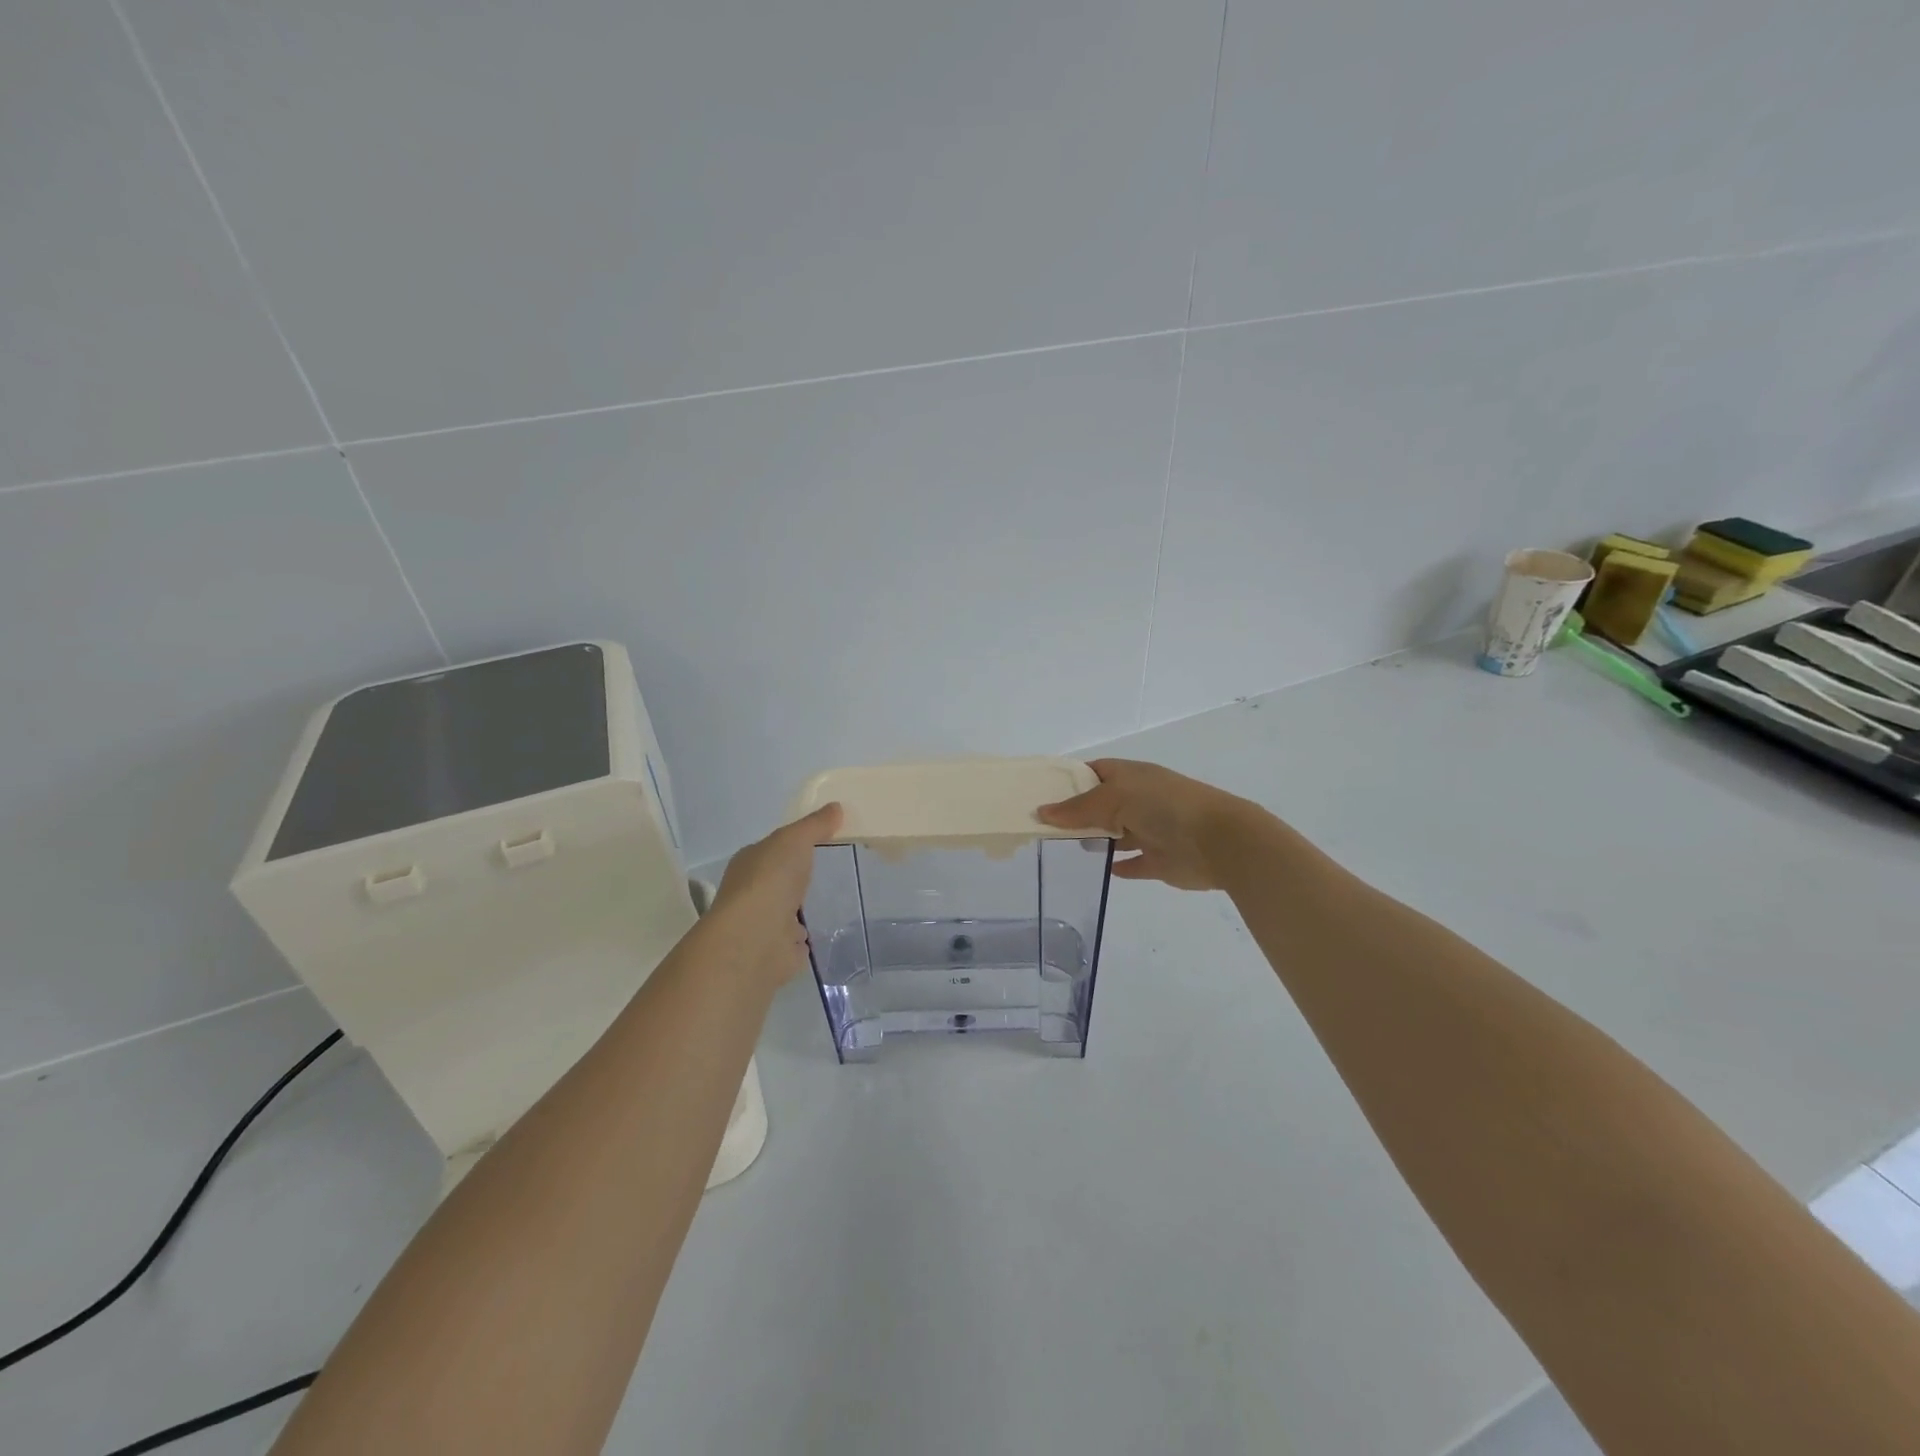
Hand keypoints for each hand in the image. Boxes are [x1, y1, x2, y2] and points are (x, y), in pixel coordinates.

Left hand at [712, 802, 842, 985]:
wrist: (754, 940)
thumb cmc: (769, 880)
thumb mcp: (794, 840)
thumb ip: (815, 825)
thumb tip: (836, 807)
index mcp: (750, 863)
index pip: (774, 850)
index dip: (796, 844)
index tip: (826, 842)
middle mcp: (753, 892)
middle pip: (782, 880)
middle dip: (802, 878)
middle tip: (838, 871)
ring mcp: (765, 924)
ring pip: (790, 911)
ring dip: (806, 909)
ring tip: (839, 900)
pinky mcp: (779, 951)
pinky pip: (798, 940)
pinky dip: (809, 936)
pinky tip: (829, 930)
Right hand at [1037, 758, 1256, 890]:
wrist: (1217, 841)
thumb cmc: (1163, 806)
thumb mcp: (1114, 797)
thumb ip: (1078, 808)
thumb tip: (1042, 812)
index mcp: (1131, 776)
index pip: (1094, 771)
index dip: (1070, 780)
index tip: (1042, 793)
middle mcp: (1140, 800)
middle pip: (1102, 804)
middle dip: (1077, 813)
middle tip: (1041, 826)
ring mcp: (1151, 830)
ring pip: (1116, 834)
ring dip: (1096, 839)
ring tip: (1061, 847)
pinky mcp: (1159, 860)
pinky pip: (1133, 863)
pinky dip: (1119, 866)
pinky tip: (1101, 869)